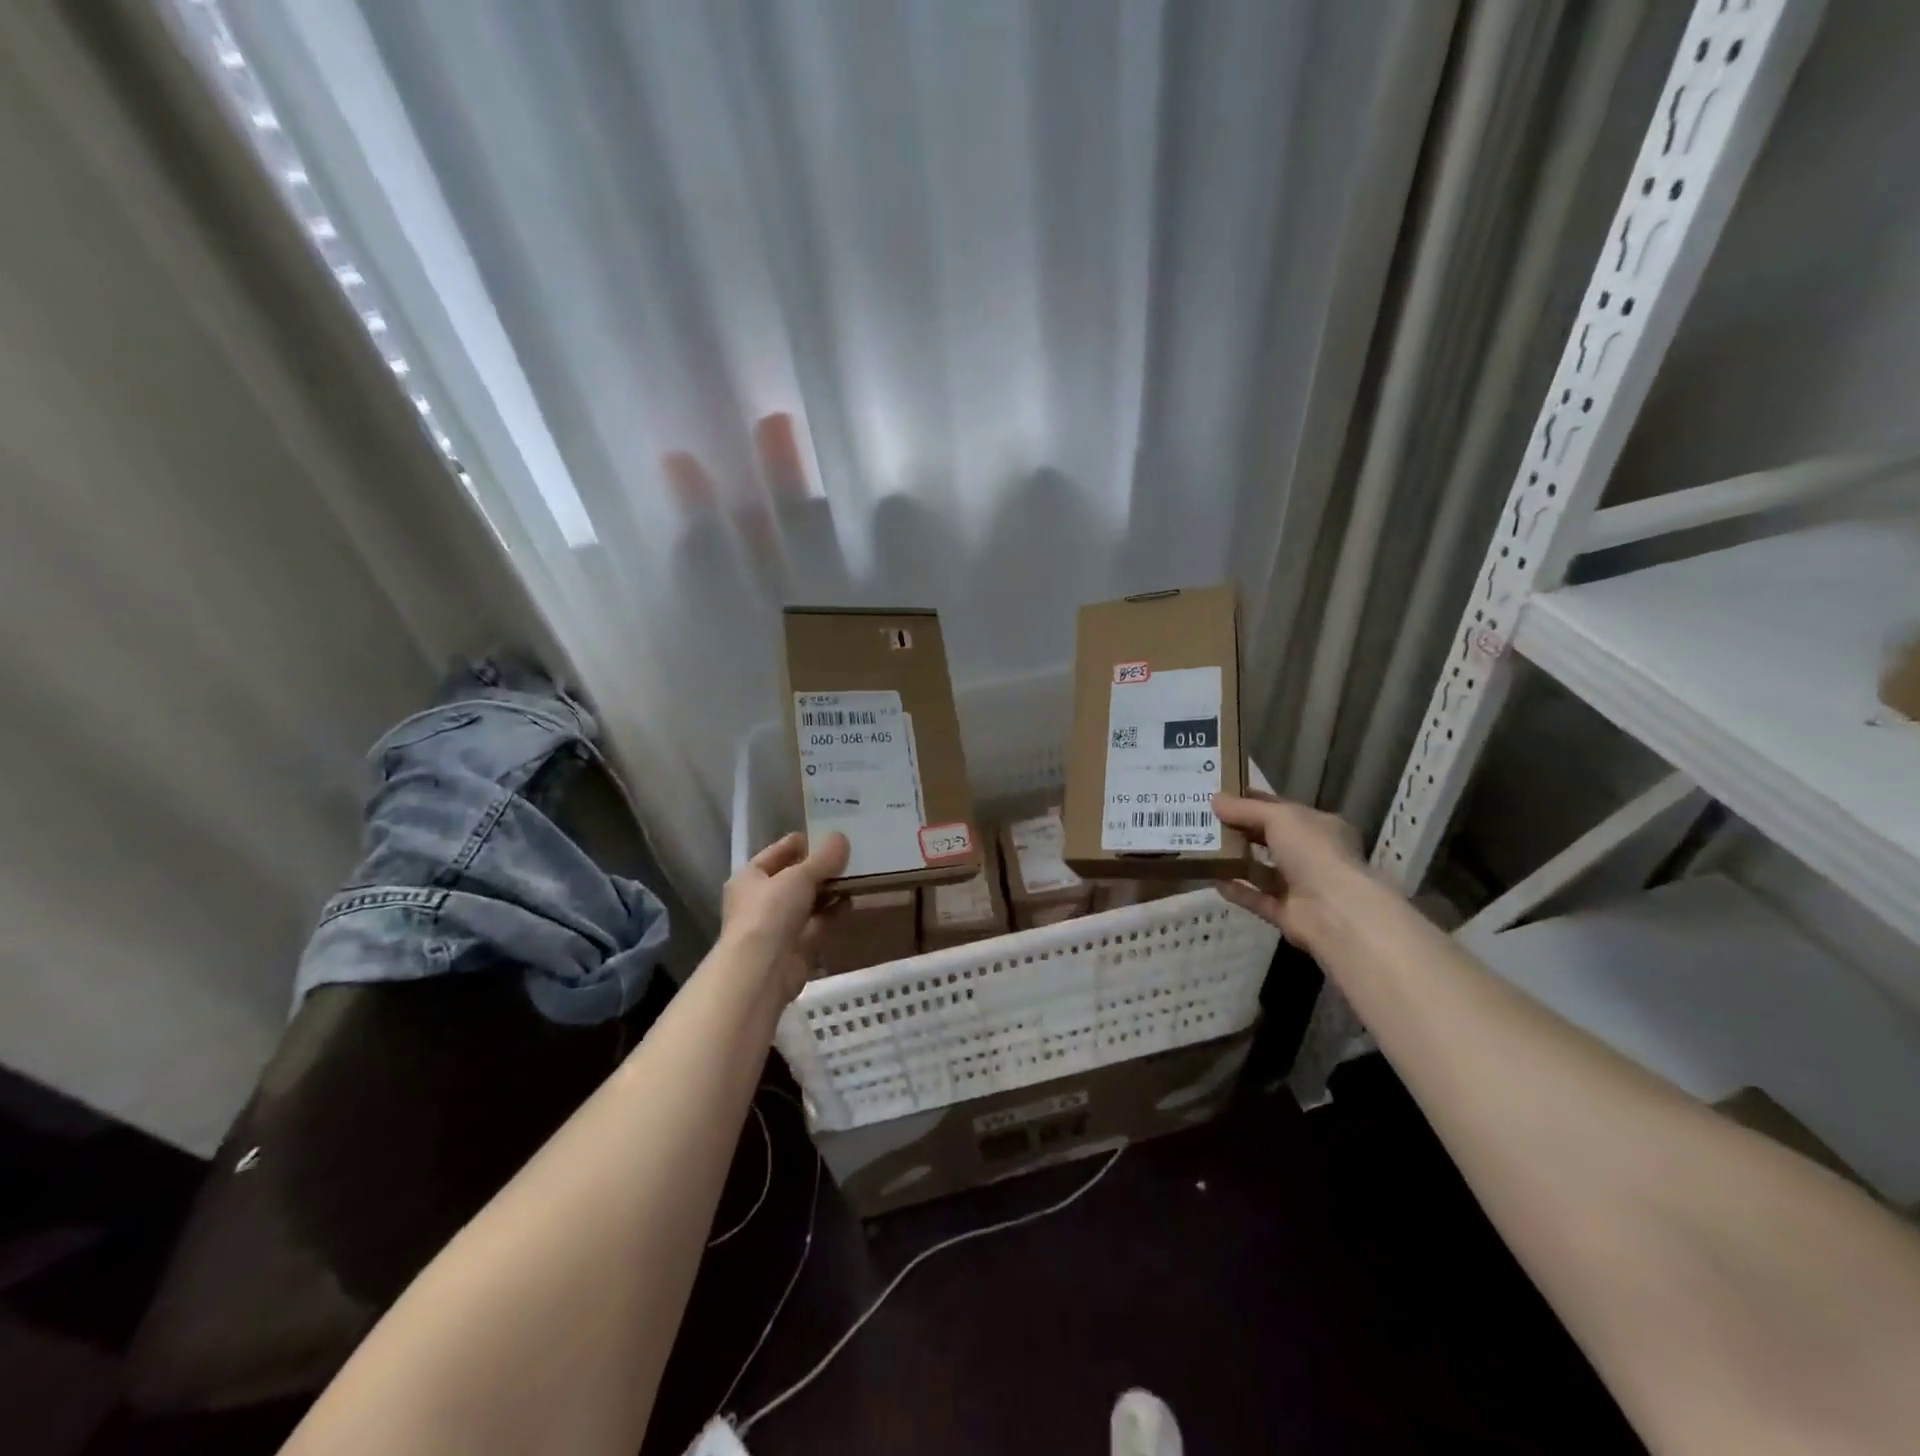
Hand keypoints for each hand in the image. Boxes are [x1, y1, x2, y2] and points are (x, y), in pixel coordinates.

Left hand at [720, 831, 850, 999]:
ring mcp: (778, 925)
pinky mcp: (795, 947)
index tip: (828, 834)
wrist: (762, 970)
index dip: (801, 843)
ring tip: (855, 874)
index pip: (776, 852)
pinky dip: (832, 912)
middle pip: (793, 878)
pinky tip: (851, 901)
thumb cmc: (771, 912)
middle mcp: (760, 901)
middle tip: (849, 854)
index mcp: (750, 878)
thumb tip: (841, 838)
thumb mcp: (799, 876)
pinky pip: (817, 923)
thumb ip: (823, 858)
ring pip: (807, 901)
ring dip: (828, 890)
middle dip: (819, 868)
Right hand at [1211, 791, 1369, 948]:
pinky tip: (1213, 880)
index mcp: (1320, 827)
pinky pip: (1256, 898)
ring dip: (1236, 860)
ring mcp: (1301, 886)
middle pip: (1270, 839)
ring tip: (1204, 849)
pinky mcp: (1287, 913)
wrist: (1334, 910)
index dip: (1253, 801)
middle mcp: (1313, 855)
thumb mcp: (1280, 818)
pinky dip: (1237, 890)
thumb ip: (1246, 809)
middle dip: (1240, 831)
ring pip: (1262, 870)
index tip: (1221, 797)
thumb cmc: (1313, 852)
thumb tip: (1215, 799)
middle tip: (1205, 821)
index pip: (1282, 809)